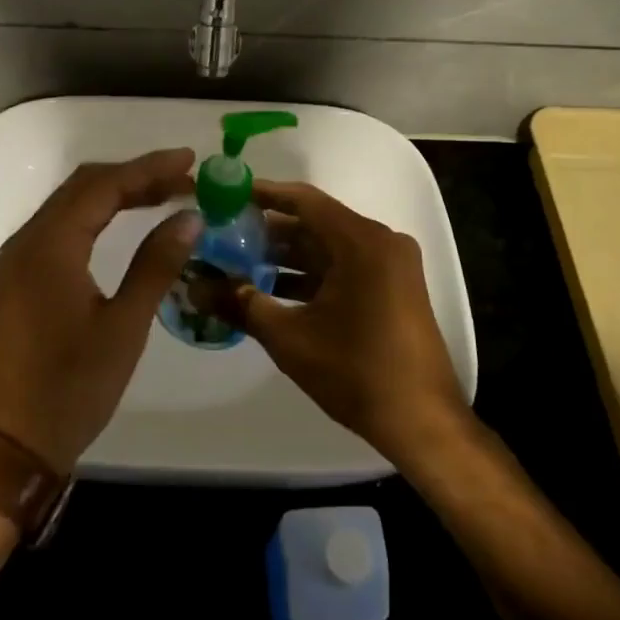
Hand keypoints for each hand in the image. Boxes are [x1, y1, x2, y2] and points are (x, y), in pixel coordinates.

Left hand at [0, 150, 198, 472]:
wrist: (12, 441)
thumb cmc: (72, 387)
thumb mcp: (124, 326)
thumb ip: (156, 264)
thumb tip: (191, 217)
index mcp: (49, 247)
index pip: (103, 186)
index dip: (148, 168)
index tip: (190, 160)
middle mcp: (28, 239)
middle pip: (84, 185)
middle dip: (135, 175)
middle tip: (184, 178)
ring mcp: (20, 256)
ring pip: (72, 203)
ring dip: (117, 192)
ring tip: (166, 193)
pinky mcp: (21, 274)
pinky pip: (62, 225)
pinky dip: (98, 213)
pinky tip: (128, 220)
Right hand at [228, 180, 471, 467]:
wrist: (423, 424)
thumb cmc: (357, 371)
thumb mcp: (290, 338)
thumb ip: (241, 305)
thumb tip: (195, 288)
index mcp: (361, 241)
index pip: (303, 201)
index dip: (262, 195)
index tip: (226, 195)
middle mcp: (381, 242)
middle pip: (315, 224)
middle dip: (268, 232)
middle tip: (223, 237)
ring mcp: (391, 266)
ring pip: (328, 248)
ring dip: (287, 257)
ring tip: (238, 265)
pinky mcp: (394, 289)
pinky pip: (345, 267)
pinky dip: (310, 276)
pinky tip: (273, 292)